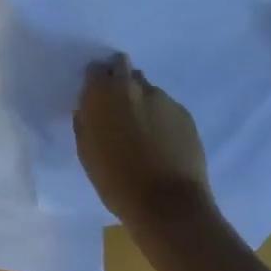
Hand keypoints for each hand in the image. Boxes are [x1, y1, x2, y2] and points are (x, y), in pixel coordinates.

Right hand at [73, 54, 212, 228]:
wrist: (167, 203)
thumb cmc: (116, 180)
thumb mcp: (87, 151)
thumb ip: (86, 121)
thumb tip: (90, 108)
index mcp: (102, 94)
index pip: (95, 69)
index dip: (96, 81)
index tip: (97, 95)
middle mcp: (131, 87)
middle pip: (123, 66)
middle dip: (119, 79)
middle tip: (119, 105)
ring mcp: (161, 98)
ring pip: (146, 88)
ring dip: (141, 100)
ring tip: (144, 129)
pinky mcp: (184, 113)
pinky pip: (166, 106)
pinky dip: (161, 117)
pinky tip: (163, 141)